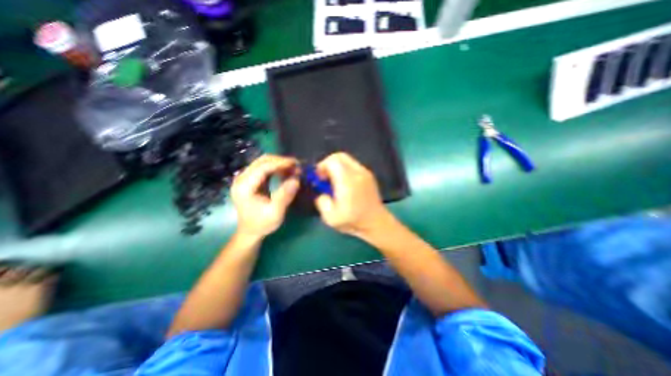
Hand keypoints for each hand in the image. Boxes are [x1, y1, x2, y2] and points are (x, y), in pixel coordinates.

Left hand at [233, 155, 300, 239]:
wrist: (250, 231)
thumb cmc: (262, 224)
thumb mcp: (275, 213)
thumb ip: (285, 195)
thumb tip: (296, 179)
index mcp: (244, 187)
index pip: (263, 167)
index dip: (281, 163)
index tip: (297, 164)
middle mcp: (241, 178)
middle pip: (262, 161)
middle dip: (281, 161)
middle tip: (297, 166)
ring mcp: (245, 178)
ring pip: (264, 162)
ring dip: (280, 164)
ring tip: (294, 169)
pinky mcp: (250, 179)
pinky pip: (264, 168)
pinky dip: (276, 168)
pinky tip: (286, 173)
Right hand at [315, 153, 393, 237]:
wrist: (377, 223)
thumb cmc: (354, 221)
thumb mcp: (330, 217)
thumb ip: (321, 201)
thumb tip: (321, 193)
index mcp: (347, 181)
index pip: (332, 161)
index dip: (321, 166)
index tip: (318, 178)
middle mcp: (357, 173)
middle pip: (340, 156)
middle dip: (328, 164)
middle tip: (324, 178)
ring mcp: (365, 173)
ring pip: (347, 160)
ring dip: (337, 167)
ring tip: (334, 182)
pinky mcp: (369, 176)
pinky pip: (353, 165)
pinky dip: (345, 170)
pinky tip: (344, 184)